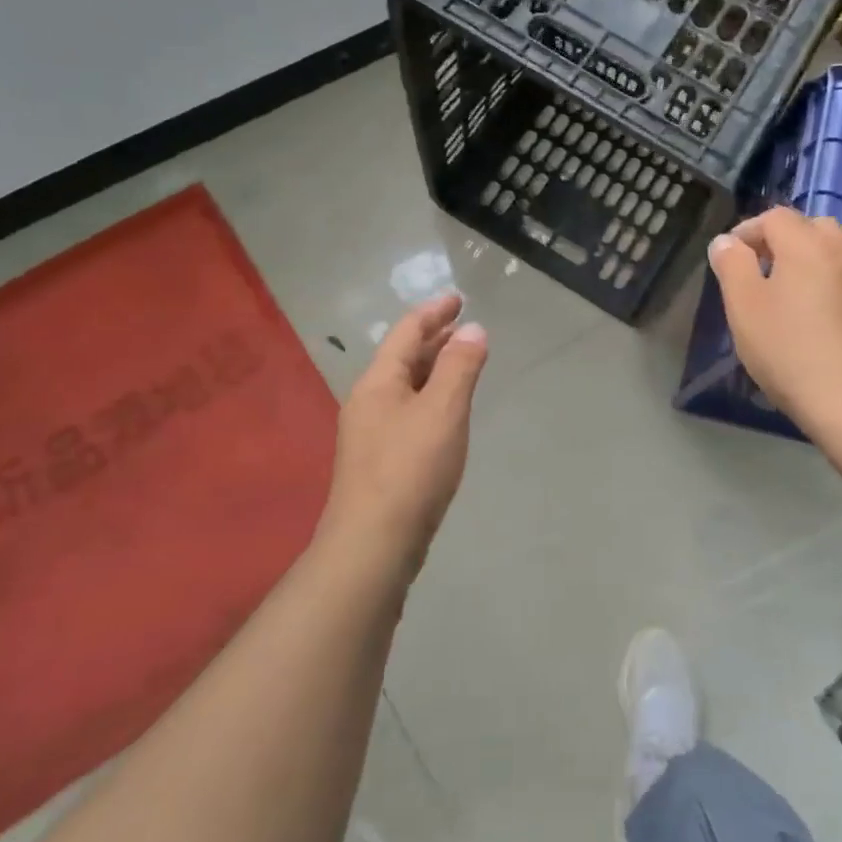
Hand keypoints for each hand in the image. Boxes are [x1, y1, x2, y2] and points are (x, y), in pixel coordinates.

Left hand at [321, 292, 487, 579]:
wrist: (373, 544)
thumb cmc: (410, 469)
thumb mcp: (443, 410)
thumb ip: (461, 366)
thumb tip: (473, 329)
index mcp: (378, 382)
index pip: (407, 333)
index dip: (433, 312)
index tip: (457, 298)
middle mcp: (368, 401)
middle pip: (403, 358)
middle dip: (434, 338)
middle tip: (464, 324)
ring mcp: (370, 433)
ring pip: (405, 386)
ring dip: (433, 368)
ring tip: (461, 360)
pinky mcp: (379, 461)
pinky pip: (407, 411)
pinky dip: (430, 397)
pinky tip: (445, 410)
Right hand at [707, 207, 841, 433]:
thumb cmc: (789, 350)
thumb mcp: (744, 307)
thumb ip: (732, 266)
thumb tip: (726, 241)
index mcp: (807, 244)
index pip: (775, 217)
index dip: (748, 230)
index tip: (731, 257)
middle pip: (812, 228)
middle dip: (784, 241)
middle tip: (762, 271)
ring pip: (836, 256)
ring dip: (811, 264)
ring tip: (790, 298)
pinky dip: (832, 289)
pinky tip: (819, 324)